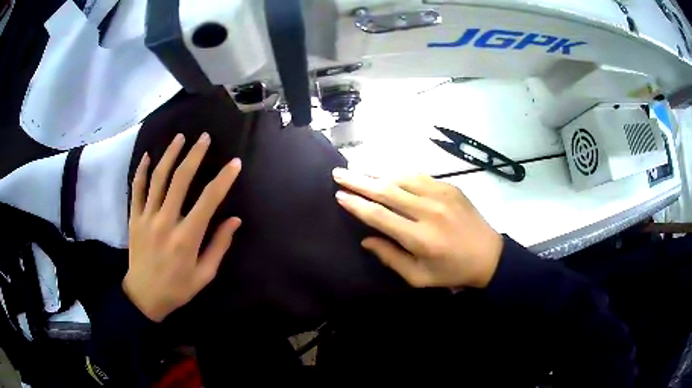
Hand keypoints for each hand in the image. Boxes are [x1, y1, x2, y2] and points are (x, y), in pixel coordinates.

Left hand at [125, 133, 241, 321]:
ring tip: (180, 137)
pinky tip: (149, 156)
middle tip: (204, 137)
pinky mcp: (134, 219)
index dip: (223, 179)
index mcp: (187, 238)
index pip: (208, 201)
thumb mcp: (204, 274)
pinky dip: (142, 171)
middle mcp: (166, 222)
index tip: (234, 163)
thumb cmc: (177, 288)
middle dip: (194, 155)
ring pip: (158, 179)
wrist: (144, 296)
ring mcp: (146, 218)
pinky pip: (136, 189)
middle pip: (180, 180)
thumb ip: (218, 246)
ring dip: (169, 155)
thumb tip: (234, 220)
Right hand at [332, 169, 502, 289]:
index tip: (339, 195)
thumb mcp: (419, 277)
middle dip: (358, 180)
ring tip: (356, 167)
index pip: (379, 216)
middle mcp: (429, 211)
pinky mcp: (450, 186)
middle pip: (386, 191)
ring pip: (401, 177)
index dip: (356, 204)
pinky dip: (398, 172)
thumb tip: (366, 239)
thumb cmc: (452, 271)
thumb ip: (391, 258)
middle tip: (338, 173)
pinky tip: (385, 170)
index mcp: (420, 238)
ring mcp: (441, 195)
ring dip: (376, 171)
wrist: (489, 255)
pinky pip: (418, 175)